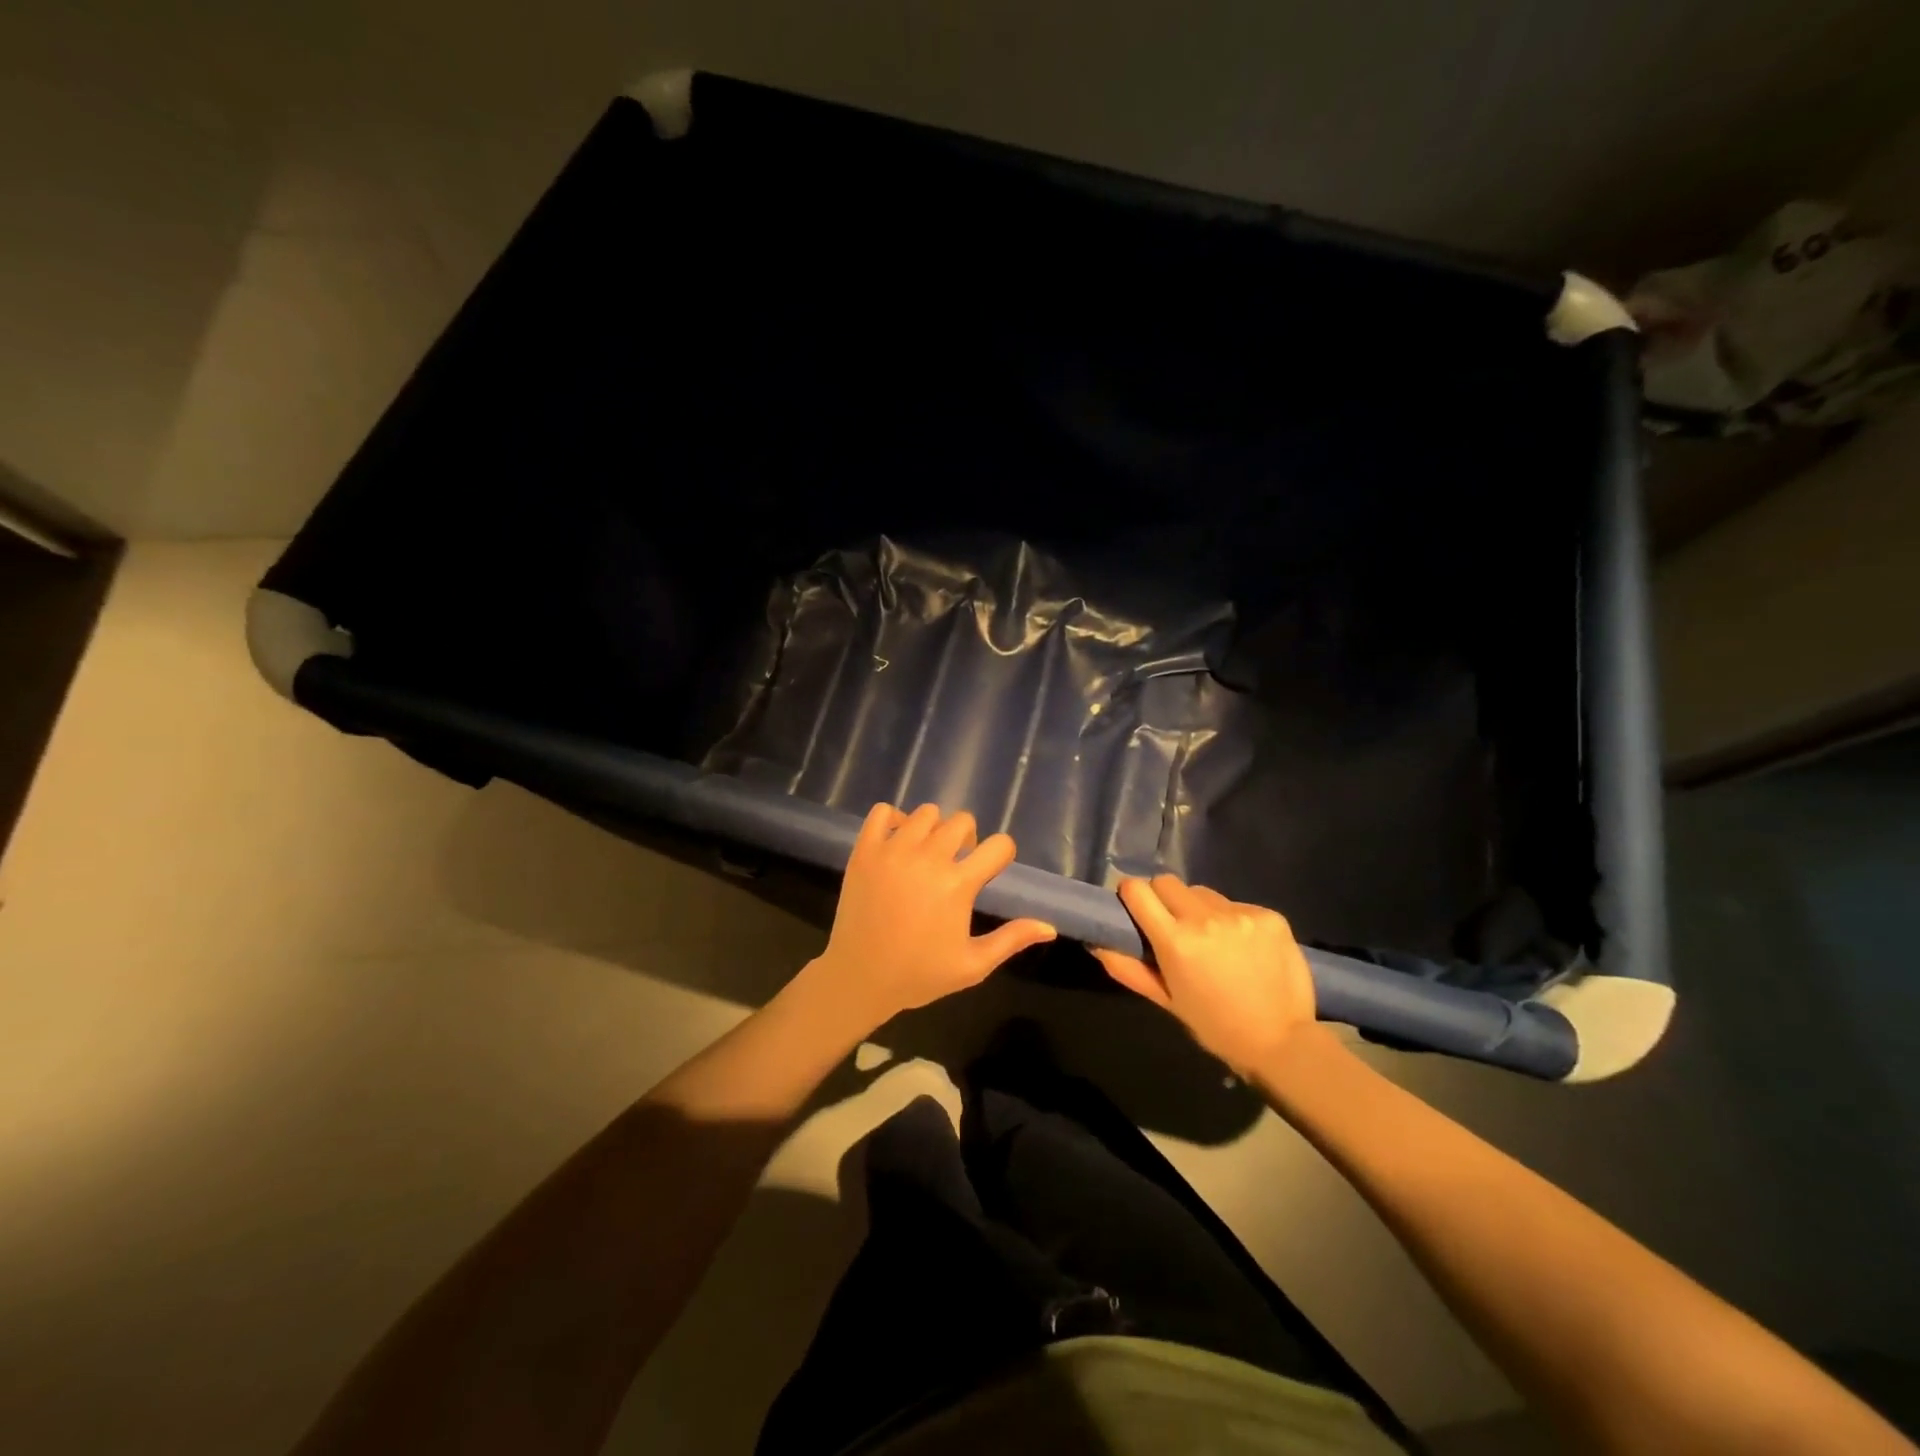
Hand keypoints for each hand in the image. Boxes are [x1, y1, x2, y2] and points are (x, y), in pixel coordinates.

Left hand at [810, 802, 1055, 1028]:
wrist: (859, 977)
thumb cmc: (919, 974)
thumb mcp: (972, 965)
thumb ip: (1011, 940)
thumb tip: (1050, 927)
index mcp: (958, 884)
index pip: (999, 845)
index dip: (1001, 854)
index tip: (990, 868)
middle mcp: (928, 858)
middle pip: (962, 821)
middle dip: (967, 838)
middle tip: (956, 864)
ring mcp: (893, 850)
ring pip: (926, 813)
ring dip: (933, 828)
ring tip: (926, 853)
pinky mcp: (865, 850)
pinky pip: (883, 811)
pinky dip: (894, 820)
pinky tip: (897, 843)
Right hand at [1092, 875, 1315, 1073]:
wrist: (1282, 1042)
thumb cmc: (1215, 1026)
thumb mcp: (1166, 1000)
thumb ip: (1127, 968)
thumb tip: (1097, 942)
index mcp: (1175, 941)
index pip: (1137, 889)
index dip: (1131, 895)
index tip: (1135, 908)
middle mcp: (1205, 918)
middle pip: (1167, 882)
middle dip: (1164, 899)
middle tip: (1174, 926)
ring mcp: (1241, 914)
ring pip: (1203, 892)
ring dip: (1200, 908)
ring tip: (1214, 940)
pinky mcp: (1269, 915)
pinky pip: (1236, 904)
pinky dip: (1233, 919)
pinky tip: (1245, 947)